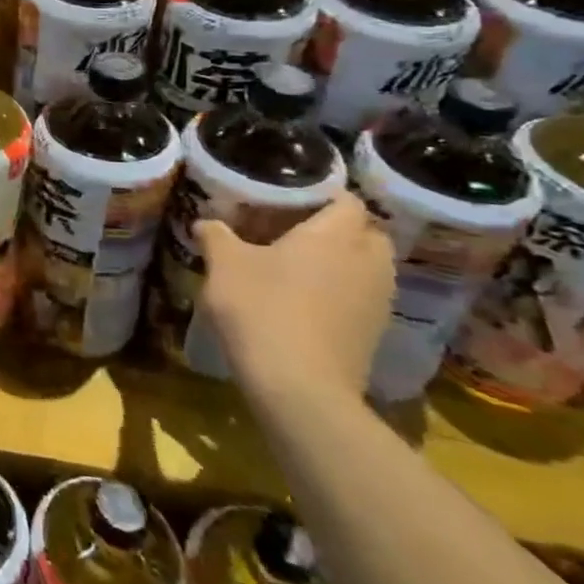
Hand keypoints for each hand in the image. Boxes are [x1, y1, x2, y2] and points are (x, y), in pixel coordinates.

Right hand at [196, 192, 394, 407]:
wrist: (300, 388)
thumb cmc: (262, 309)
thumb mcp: (224, 265)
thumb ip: (216, 236)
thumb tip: (205, 222)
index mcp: (336, 234)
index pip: (348, 200)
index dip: (322, 194)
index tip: (290, 198)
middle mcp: (368, 261)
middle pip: (367, 233)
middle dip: (339, 229)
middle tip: (296, 231)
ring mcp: (378, 300)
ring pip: (368, 267)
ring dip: (343, 263)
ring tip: (299, 267)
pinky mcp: (374, 333)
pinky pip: (362, 297)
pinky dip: (342, 293)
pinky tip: (306, 302)